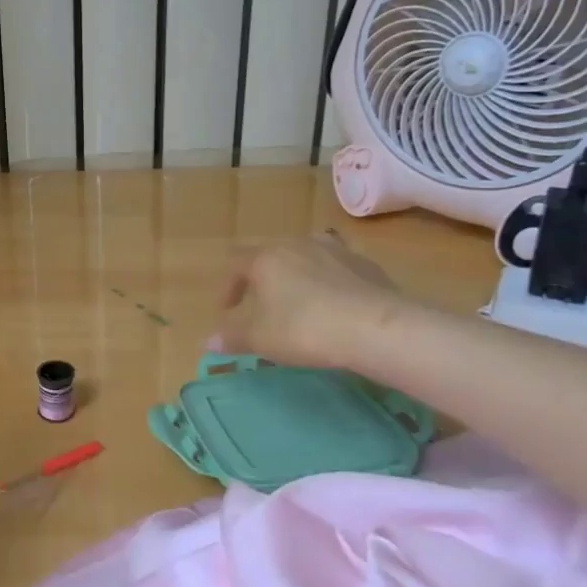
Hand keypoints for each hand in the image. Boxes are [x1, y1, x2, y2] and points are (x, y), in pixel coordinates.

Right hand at [216, 231, 407, 369]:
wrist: (377, 327)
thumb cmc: (305, 329)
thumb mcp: (261, 339)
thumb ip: (232, 337)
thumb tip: (209, 342)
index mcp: (266, 258)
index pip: (235, 263)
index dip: (228, 287)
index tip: (228, 312)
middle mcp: (297, 245)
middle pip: (271, 255)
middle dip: (262, 279)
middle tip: (263, 307)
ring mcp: (335, 250)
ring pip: (306, 257)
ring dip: (297, 277)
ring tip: (301, 303)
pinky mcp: (365, 264)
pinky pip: (337, 269)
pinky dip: (329, 283)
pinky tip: (336, 308)